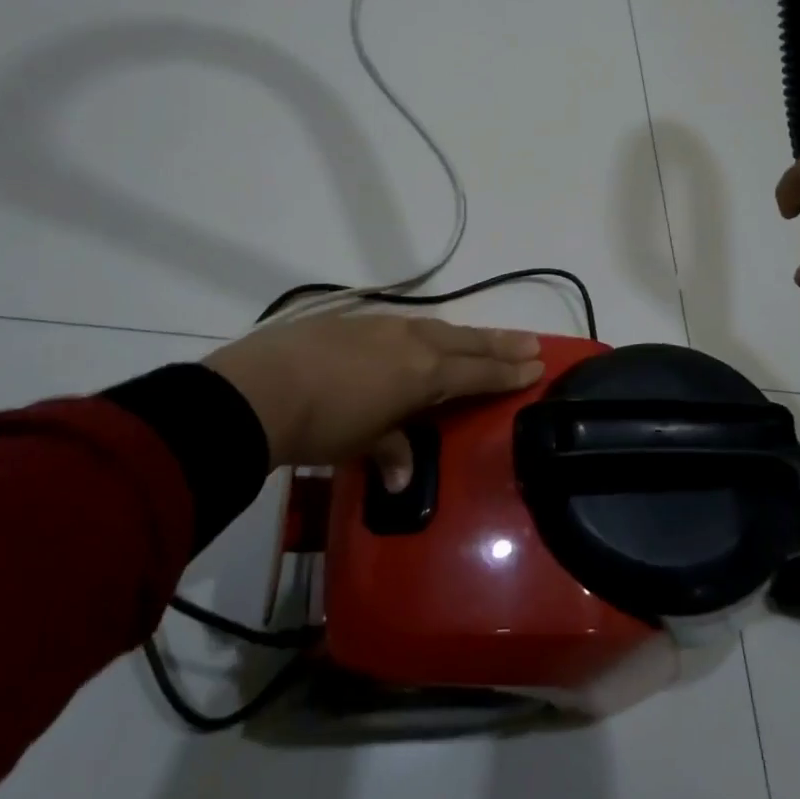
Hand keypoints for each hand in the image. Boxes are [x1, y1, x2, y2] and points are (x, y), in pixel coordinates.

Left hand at [203, 314, 543, 479]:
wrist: (263, 389)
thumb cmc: (323, 425)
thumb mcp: (363, 443)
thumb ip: (391, 451)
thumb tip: (400, 478)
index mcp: (424, 373)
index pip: (478, 372)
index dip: (508, 371)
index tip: (536, 365)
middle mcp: (412, 342)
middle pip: (468, 342)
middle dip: (501, 344)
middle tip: (531, 341)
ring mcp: (383, 326)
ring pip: (438, 328)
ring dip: (467, 335)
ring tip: (484, 338)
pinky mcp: (354, 320)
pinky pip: (405, 325)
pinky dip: (426, 332)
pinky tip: (421, 337)